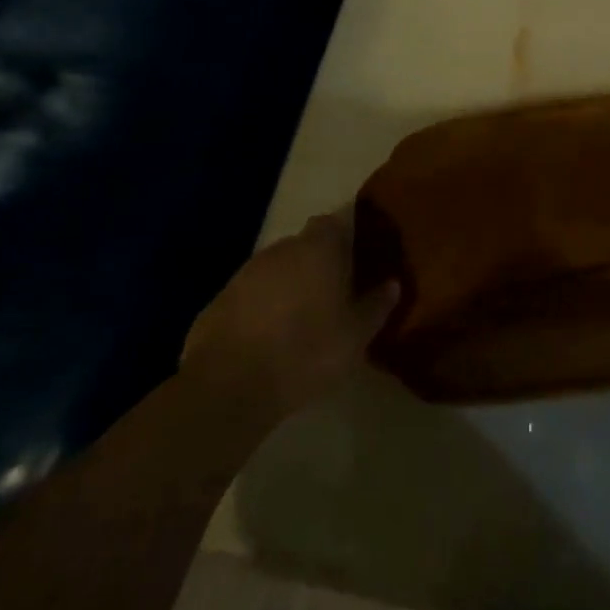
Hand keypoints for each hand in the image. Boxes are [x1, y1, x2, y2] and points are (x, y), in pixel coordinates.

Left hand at [181, 211, 398, 416]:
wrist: (228, 386)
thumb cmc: (306, 352)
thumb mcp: (355, 336)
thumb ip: (376, 306)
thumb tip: (392, 284)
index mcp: (318, 249)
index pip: (332, 223)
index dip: (342, 237)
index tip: (353, 260)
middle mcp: (280, 250)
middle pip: (302, 246)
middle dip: (315, 264)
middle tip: (330, 294)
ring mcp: (245, 273)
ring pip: (274, 271)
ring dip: (286, 287)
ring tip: (298, 320)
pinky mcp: (217, 301)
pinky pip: (248, 296)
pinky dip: (259, 308)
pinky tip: (266, 339)